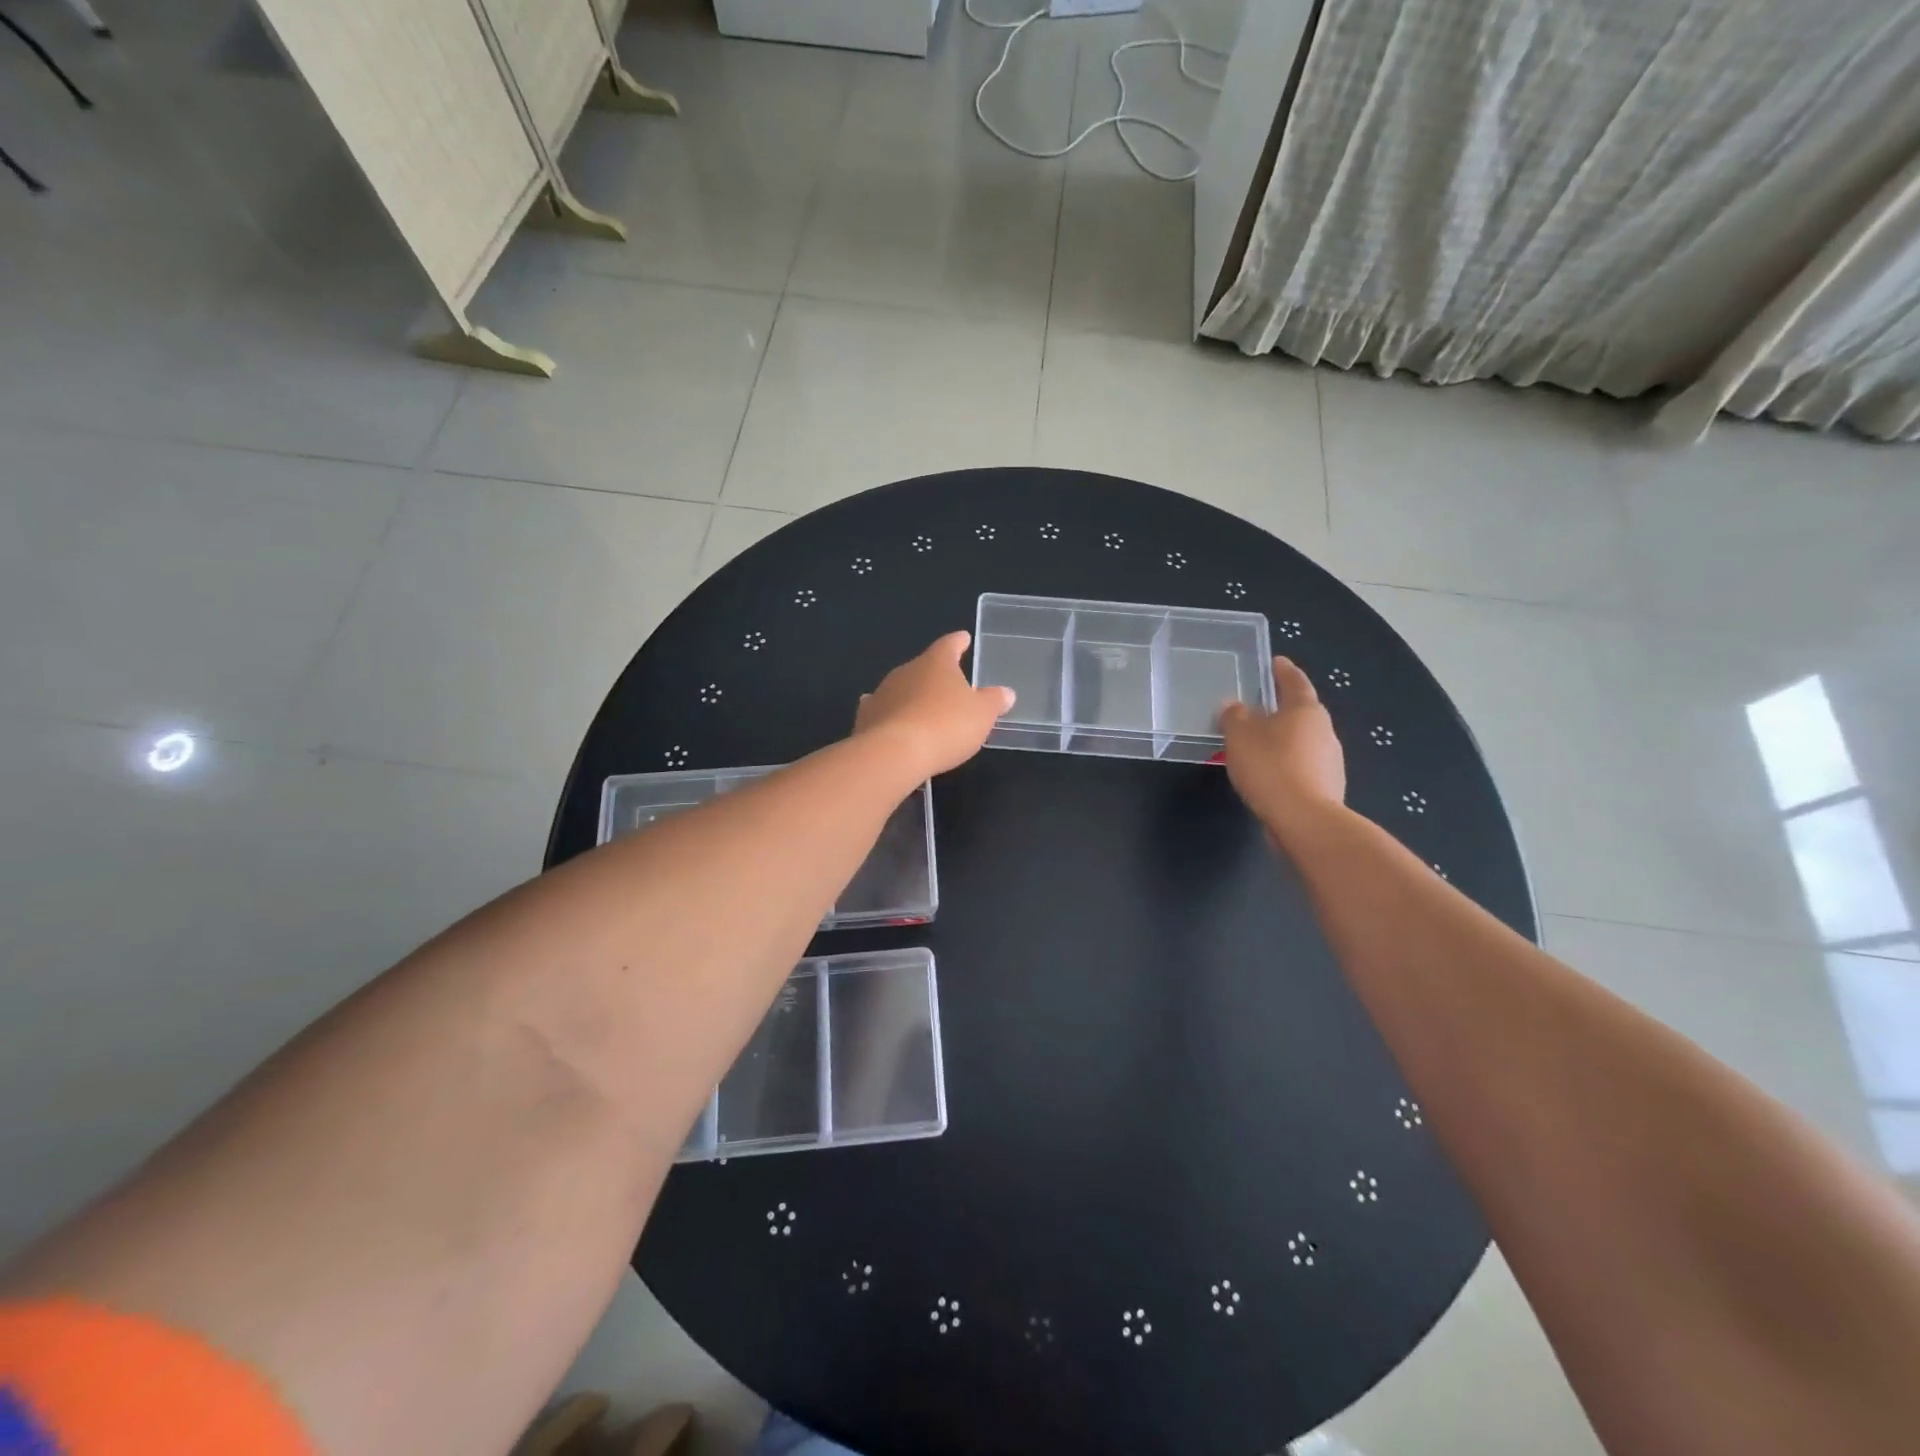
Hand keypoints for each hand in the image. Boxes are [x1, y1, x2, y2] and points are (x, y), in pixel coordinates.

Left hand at [854, 631, 1015, 777]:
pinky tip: (892, 718)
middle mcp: (907, 670)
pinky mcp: (867, 717)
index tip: (964, 638)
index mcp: (936, 663)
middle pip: (924, 667)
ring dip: (913, 695)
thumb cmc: (946, 726)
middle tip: (950, 686)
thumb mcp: (982, 715)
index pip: (950, 644)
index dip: (959, 642)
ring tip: (924, 706)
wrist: (894, 753)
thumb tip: (1005, 692)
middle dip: (936, 675)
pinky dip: (891, 712)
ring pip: (902, 688)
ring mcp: (883, 692)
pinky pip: (883, 709)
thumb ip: (994, 701)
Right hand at [1219, 657, 1345, 832]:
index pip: (1294, 681)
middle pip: (1300, 712)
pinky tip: (1267, 775)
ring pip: (1301, 740)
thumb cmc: (1270, 767)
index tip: (1275, 661)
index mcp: (1305, 709)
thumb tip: (1233, 705)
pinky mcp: (1327, 786)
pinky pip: (1301, 766)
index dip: (1283, 670)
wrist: (1304, 820)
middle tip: (1255, 707)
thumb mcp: (1239, 736)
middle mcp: (1324, 729)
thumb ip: (1234, 716)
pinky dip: (1285, 764)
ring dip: (1281, 739)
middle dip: (1279, 709)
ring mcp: (1330, 759)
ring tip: (1256, 745)